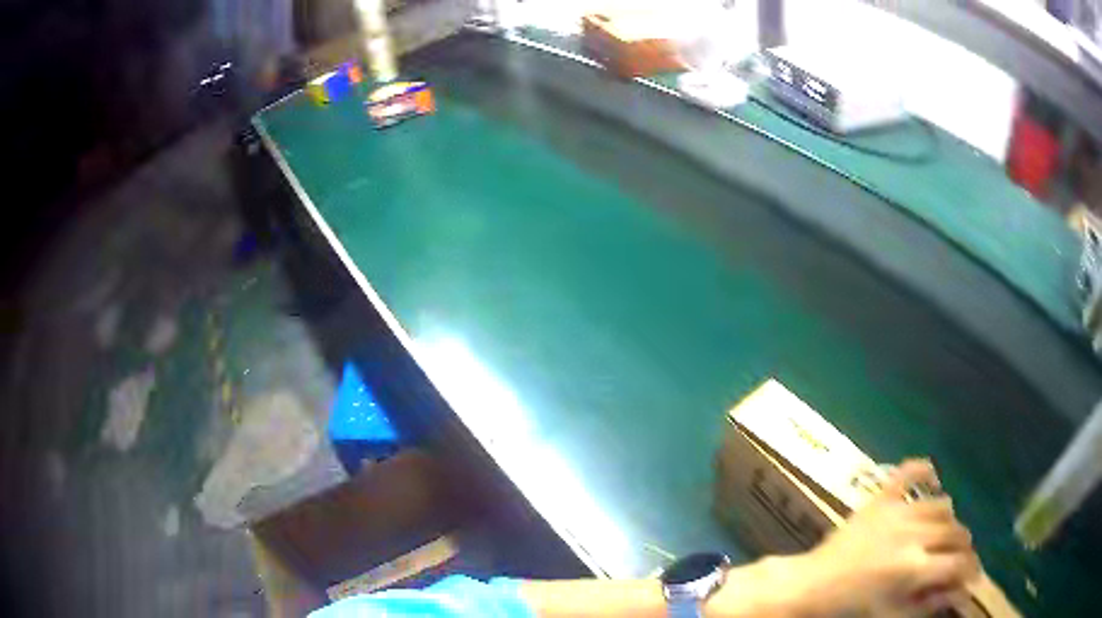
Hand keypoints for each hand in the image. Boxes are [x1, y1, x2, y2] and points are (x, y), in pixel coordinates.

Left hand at [785, 459, 979, 615]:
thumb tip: (958, 592)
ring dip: (949, 520)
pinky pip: (907, 473)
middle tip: (959, 559)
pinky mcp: (879, 499)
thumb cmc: (851, 607)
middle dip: (963, 548)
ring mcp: (896, 512)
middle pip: (955, 533)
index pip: (958, 564)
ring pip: (941, 506)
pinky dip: (922, 471)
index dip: (970, 571)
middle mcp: (912, 535)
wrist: (811, 586)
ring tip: (944, 536)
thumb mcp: (891, 614)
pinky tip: (933, 478)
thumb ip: (928, 603)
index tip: (972, 577)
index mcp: (913, 569)